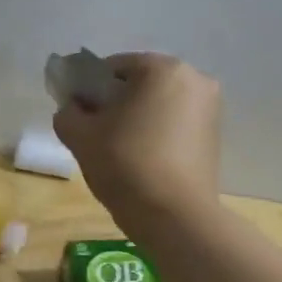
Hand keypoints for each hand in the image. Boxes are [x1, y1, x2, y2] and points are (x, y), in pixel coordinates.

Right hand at [53, 53, 223, 231]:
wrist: (174, 215)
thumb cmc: (125, 164)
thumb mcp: (80, 136)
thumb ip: (67, 113)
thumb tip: (73, 109)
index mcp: (162, 69)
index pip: (112, 67)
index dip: (88, 89)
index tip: (77, 114)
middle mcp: (194, 78)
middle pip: (139, 84)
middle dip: (114, 103)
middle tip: (94, 133)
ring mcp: (210, 107)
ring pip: (157, 104)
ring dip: (135, 119)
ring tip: (116, 150)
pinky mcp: (214, 135)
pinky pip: (174, 123)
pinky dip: (154, 133)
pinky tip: (140, 159)